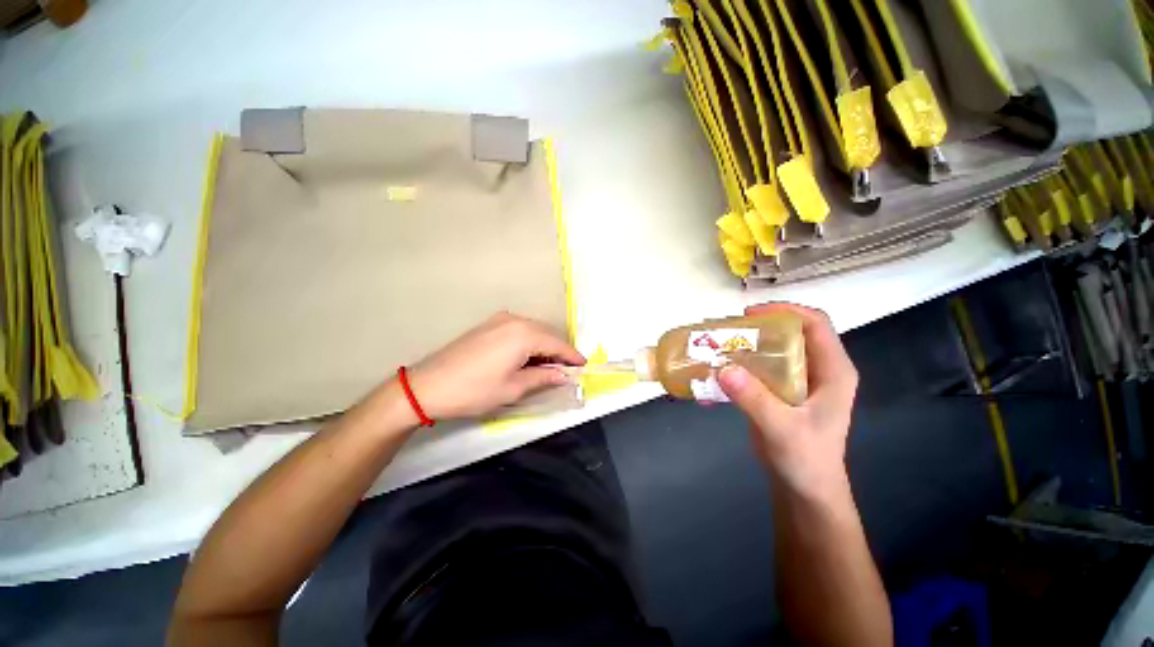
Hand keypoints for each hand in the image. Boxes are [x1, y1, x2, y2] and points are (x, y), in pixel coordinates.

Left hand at [407, 312, 584, 420]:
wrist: (428, 385)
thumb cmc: (475, 390)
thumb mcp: (514, 388)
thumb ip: (543, 377)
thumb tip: (564, 375)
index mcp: (524, 334)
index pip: (557, 344)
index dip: (572, 356)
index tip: (584, 366)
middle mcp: (514, 320)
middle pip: (546, 335)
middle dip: (558, 352)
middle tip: (566, 371)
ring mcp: (499, 320)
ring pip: (533, 331)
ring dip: (543, 348)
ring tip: (547, 368)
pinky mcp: (488, 325)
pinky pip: (518, 331)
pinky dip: (528, 343)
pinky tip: (527, 358)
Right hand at [718, 303, 858, 499]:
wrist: (805, 488)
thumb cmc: (806, 459)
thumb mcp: (782, 429)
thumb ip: (755, 399)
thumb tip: (723, 368)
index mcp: (833, 371)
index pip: (816, 324)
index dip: (785, 311)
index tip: (750, 315)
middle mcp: (819, 369)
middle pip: (792, 332)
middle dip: (760, 327)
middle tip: (728, 331)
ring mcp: (800, 380)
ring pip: (775, 348)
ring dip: (747, 344)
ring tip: (720, 346)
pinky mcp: (782, 390)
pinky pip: (762, 366)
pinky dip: (741, 363)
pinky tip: (721, 369)